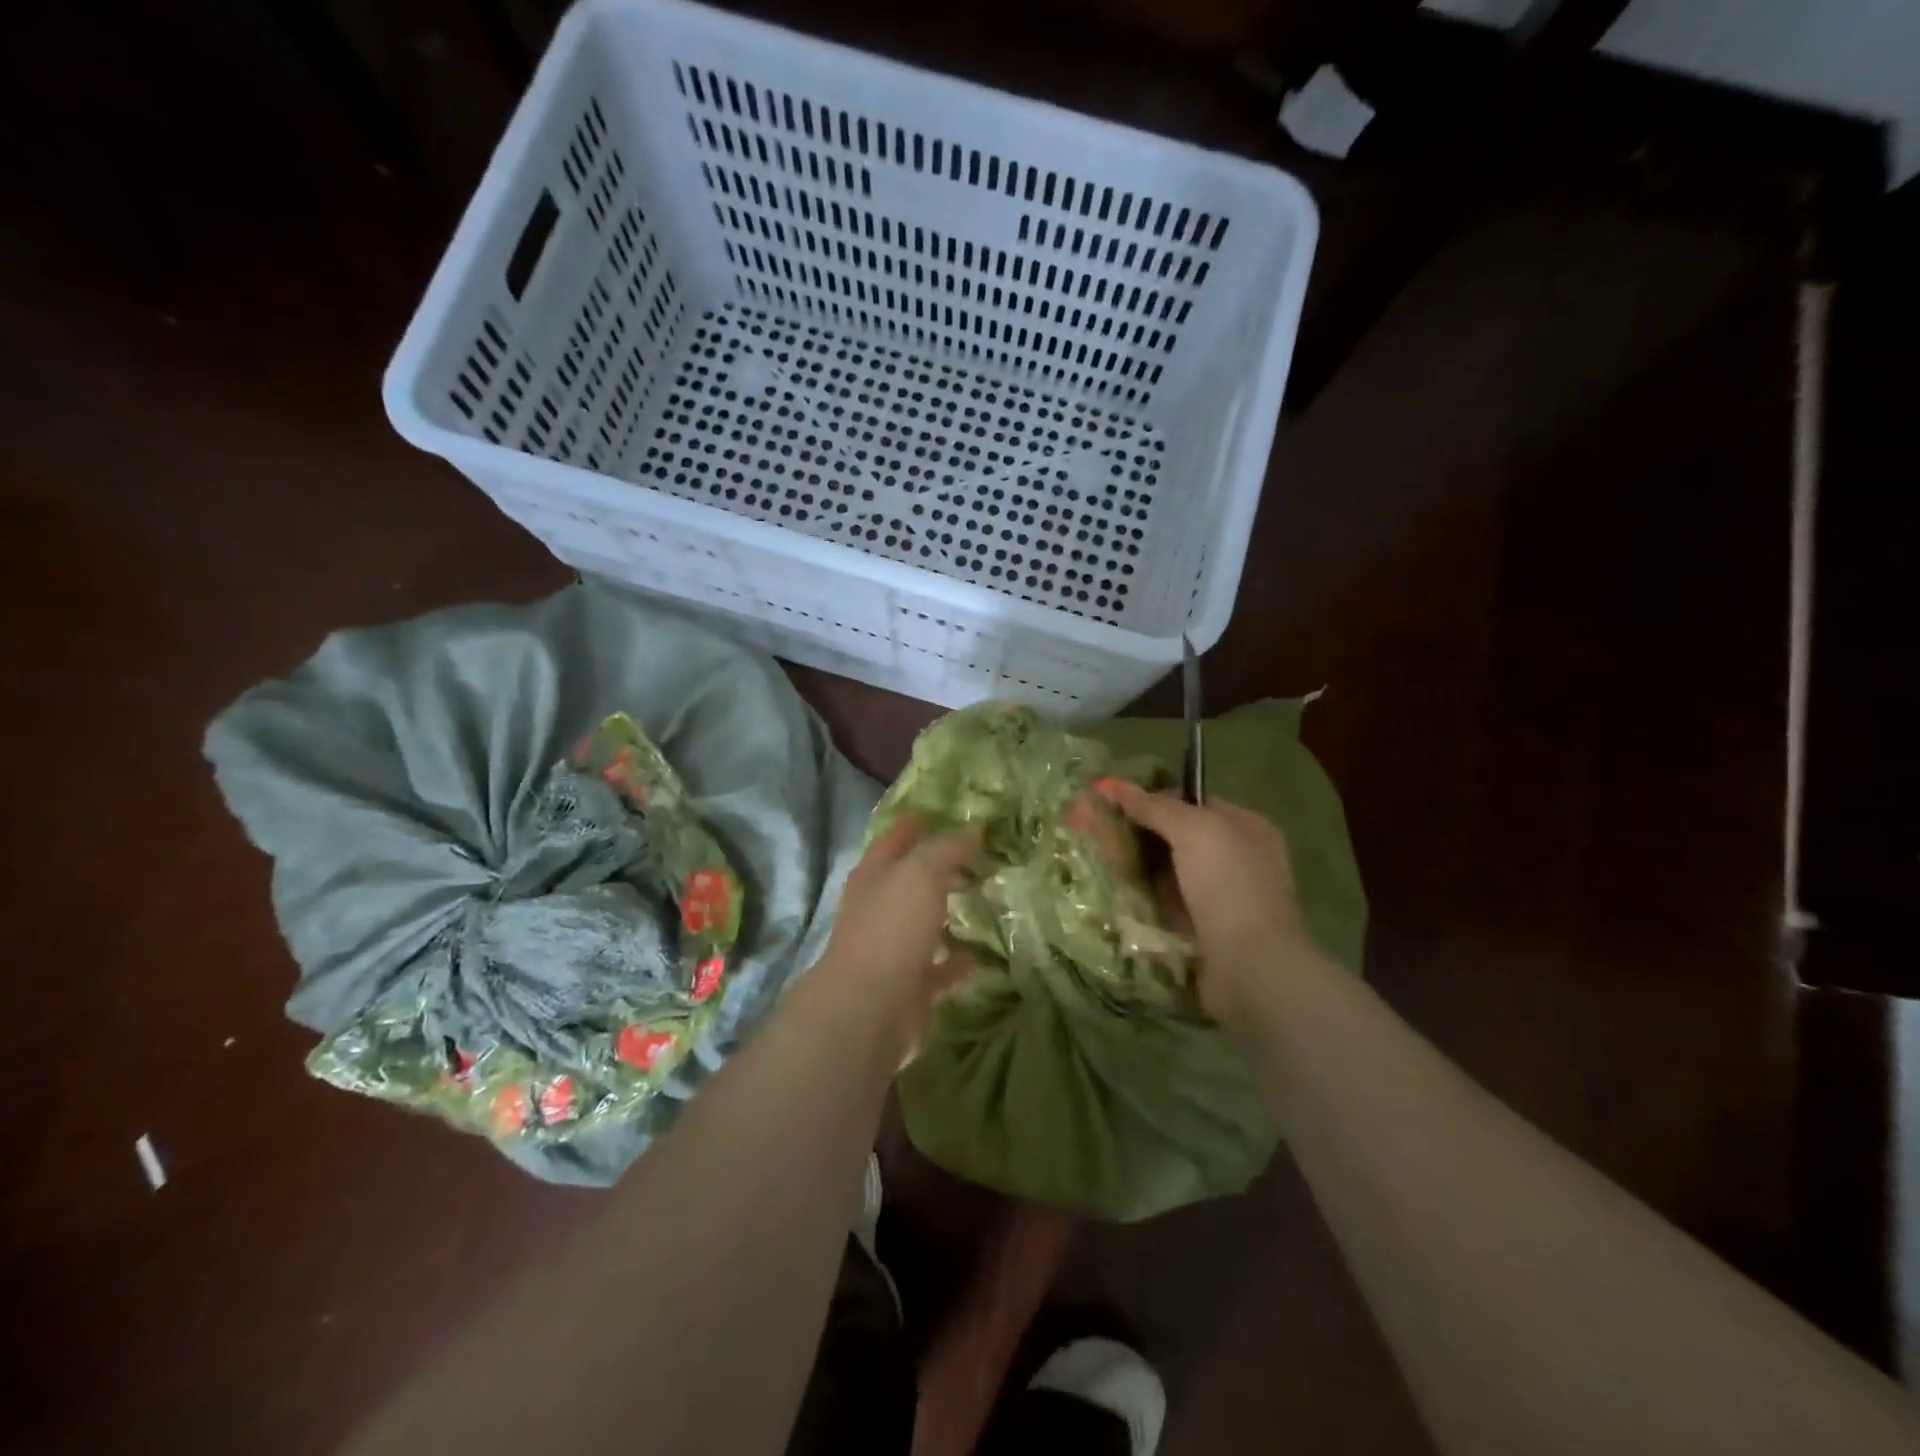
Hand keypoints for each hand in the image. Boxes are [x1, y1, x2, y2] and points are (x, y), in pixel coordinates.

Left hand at [816, 815, 980, 1049]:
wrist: (870, 1010)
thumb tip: (972, 830)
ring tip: (978, 899)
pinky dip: (954, 961)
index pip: (891, 841)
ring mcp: (890, 951)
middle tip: (969, 855)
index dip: (909, 826)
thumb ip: (946, 850)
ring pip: (920, 924)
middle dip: (931, 869)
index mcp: (872, 877)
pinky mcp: (907, 988)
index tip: (929, 812)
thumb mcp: (921, 874)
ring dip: (942, 914)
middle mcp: (877, 911)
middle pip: (905, 882)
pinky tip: (977, 955)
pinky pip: (936, 968)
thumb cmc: (891, 929)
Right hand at [1094, 780, 1316, 1029]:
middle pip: (1176, 837)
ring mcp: (1221, 897)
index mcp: (1246, 827)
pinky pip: (1164, 904)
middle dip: (1137, 833)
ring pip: (1167, 872)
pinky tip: (1112, 893)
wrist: (1249, 967)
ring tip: (1094, 859)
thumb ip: (1154, 806)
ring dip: (1135, 867)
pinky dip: (1142, 898)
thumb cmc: (1228, 885)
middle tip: (1094, 830)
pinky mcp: (1203, 930)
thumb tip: (1111, 784)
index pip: (1192, 802)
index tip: (1111, 802)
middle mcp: (1236, 859)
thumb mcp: (1192, 830)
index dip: (1152, 798)